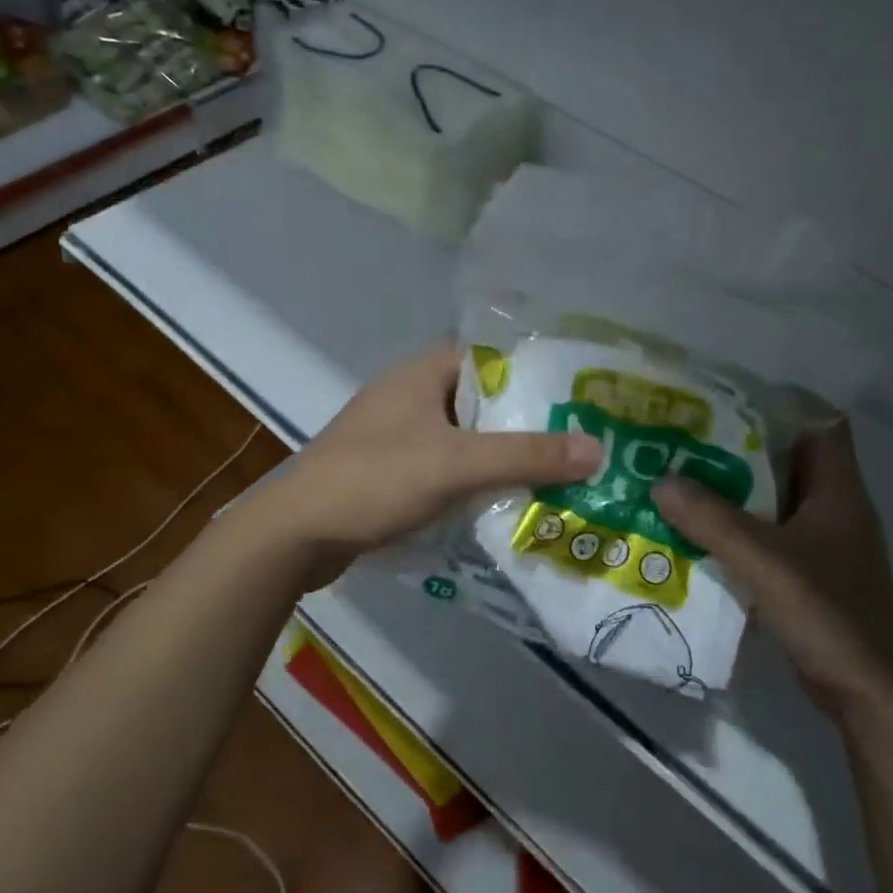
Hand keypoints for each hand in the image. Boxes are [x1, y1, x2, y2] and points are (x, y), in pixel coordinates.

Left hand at [255, 345, 601, 587]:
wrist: (294, 535)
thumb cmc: (375, 480)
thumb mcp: (456, 464)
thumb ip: (526, 455)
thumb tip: (598, 448)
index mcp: (423, 373)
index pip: (491, 357)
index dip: (535, 373)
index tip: (578, 395)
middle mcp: (410, 395)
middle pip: (483, 402)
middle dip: (526, 422)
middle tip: (579, 442)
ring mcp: (396, 435)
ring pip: (465, 438)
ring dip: (501, 456)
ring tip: (556, 475)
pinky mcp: (390, 472)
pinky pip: (445, 468)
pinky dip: (473, 481)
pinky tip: (506, 503)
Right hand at [653, 421, 892, 715]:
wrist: (870, 695)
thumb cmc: (830, 615)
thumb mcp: (767, 561)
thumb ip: (714, 520)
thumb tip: (660, 481)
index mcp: (838, 490)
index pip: (818, 423)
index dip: (778, 405)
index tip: (724, 399)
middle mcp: (831, 508)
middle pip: (785, 460)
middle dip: (736, 447)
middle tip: (684, 438)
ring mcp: (820, 544)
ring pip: (770, 500)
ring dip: (730, 491)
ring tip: (678, 478)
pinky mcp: (806, 575)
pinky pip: (764, 536)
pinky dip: (733, 530)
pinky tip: (693, 532)